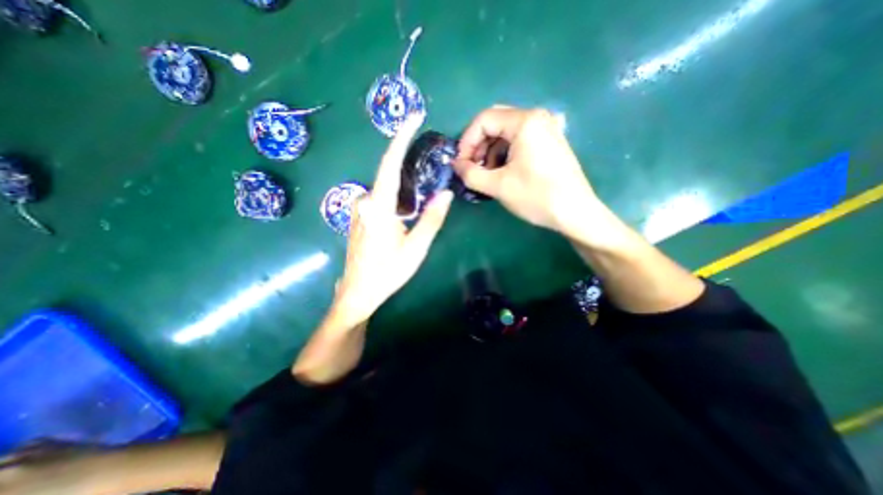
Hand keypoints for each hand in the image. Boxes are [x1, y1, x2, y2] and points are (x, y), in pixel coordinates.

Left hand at [333, 115, 453, 326]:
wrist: (359, 292)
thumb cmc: (388, 272)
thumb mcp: (416, 248)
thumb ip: (432, 219)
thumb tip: (446, 194)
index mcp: (379, 207)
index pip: (390, 164)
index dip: (401, 137)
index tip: (414, 116)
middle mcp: (366, 202)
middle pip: (389, 174)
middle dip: (408, 164)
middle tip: (429, 167)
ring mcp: (360, 210)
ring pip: (385, 188)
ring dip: (404, 186)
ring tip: (420, 195)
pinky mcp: (360, 217)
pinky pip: (380, 198)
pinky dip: (396, 196)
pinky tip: (406, 211)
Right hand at [455, 106, 599, 238]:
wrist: (575, 213)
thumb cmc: (536, 196)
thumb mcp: (498, 186)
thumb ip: (470, 173)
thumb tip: (456, 165)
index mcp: (525, 121)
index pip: (483, 120)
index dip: (466, 141)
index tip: (460, 164)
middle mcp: (537, 118)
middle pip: (495, 123)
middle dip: (478, 146)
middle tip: (472, 168)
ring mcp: (546, 129)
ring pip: (506, 133)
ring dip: (490, 152)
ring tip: (486, 175)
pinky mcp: (549, 143)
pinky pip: (519, 141)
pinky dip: (505, 154)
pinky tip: (503, 172)